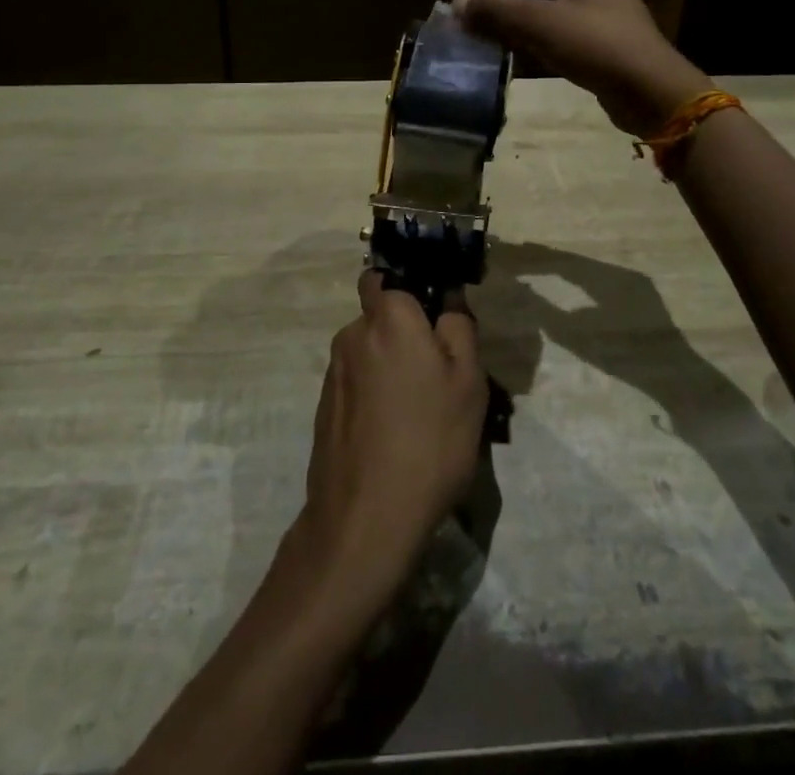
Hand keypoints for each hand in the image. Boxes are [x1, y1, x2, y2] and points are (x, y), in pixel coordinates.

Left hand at [301, 272, 487, 597]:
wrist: (365, 520)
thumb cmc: (429, 440)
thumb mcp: (468, 381)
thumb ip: (459, 327)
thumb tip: (448, 299)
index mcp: (388, 318)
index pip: (386, 275)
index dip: (410, 286)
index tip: (436, 312)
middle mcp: (353, 335)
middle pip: (381, 316)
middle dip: (406, 331)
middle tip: (440, 371)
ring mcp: (334, 374)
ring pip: (370, 352)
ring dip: (392, 366)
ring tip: (423, 411)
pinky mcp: (325, 408)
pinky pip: (358, 383)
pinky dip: (376, 395)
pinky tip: (397, 433)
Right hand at [454, 0, 711, 134]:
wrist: (649, 91)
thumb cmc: (593, 44)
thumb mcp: (538, 23)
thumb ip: (495, 11)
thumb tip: (456, 2)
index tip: (467, 14)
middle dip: (505, 11)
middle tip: (474, 33)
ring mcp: (602, 11)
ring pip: (547, 14)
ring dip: (519, 30)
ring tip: (489, 47)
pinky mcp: (604, 41)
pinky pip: (561, 34)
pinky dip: (539, 44)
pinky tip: (518, 60)